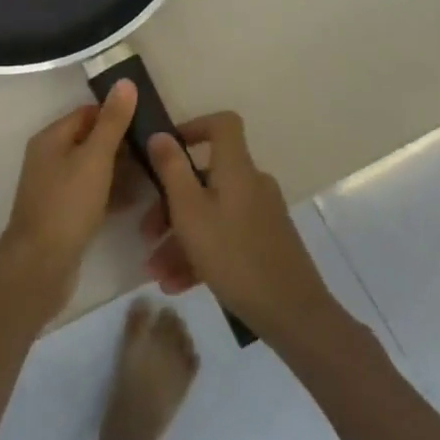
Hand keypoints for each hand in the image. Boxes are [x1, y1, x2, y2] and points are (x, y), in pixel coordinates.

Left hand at [0, 80, 137, 309]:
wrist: (41, 263)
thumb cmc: (68, 204)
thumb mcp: (95, 158)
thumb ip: (112, 122)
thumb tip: (124, 82)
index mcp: (51, 138)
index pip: (88, 113)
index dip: (117, 114)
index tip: (149, 121)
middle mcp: (50, 158)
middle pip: (91, 140)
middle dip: (123, 144)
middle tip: (158, 150)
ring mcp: (56, 187)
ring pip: (95, 169)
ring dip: (122, 170)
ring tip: (156, 173)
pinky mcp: (65, 213)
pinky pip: (93, 194)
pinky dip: (113, 193)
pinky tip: (140, 200)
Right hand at [143, 113, 338, 341]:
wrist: (292, 314)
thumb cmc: (234, 255)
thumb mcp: (190, 212)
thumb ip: (172, 170)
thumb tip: (161, 134)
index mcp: (237, 169)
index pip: (223, 124)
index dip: (195, 127)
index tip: (167, 149)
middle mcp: (252, 185)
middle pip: (206, 179)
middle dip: (170, 205)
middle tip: (146, 234)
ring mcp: (261, 216)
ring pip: (211, 215)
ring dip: (179, 239)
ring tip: (156, 273)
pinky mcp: (265, 244)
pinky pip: (225, 238)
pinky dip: (200, 255)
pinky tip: (176, 285)